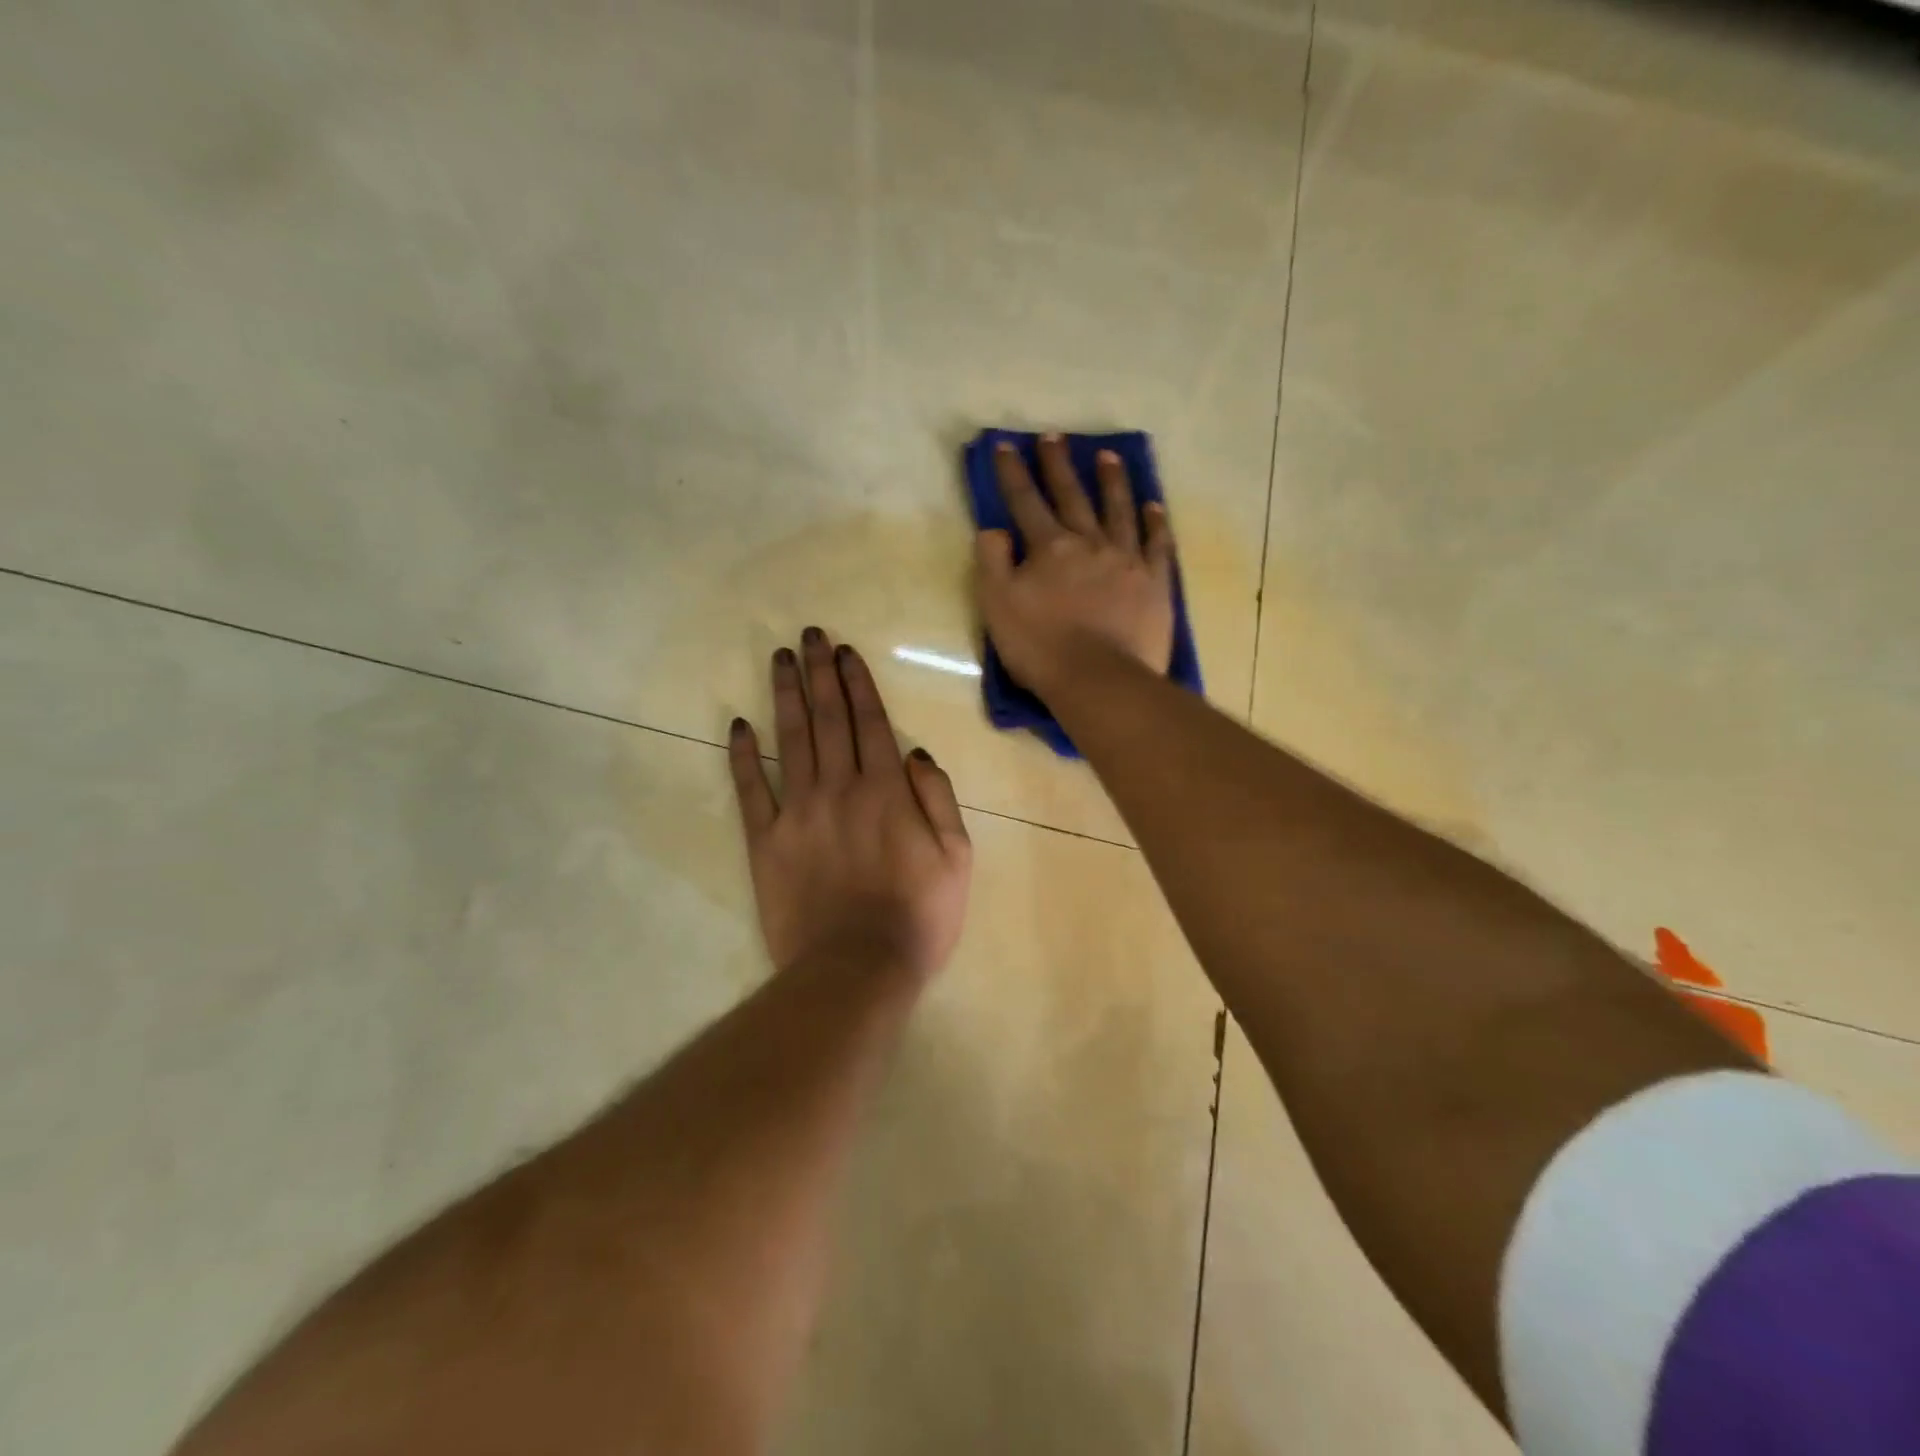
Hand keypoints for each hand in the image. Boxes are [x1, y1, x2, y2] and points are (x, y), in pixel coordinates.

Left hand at [729, 629, 972, 983]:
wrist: (858, 968)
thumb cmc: (919, 916)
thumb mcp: (957, 858)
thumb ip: (938, 798)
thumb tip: (914, 752)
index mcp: (887, 791)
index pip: (870, 722)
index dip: (857, 683)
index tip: (845, 652)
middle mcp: (840, 789)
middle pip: (828, 719)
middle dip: (820, 673)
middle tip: (810, 636)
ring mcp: (798, 812)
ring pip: (791, 741)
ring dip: (785, 696)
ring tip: (780, 660)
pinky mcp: (766, 841)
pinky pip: (751, 790)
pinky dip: (743, 756)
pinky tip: (738, 725)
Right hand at [974, 435, 1175, 695]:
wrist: (1099, 679)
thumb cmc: (1041, 647)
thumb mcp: (997, 606)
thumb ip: (992, 563)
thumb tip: (994, 529)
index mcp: (1049, 548)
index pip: (1025, 501)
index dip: (1013, 473)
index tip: (1006, 445)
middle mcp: (1089, 542)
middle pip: (1072, 495)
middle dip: (1058, 465)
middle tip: (1054, 436)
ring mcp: (1126, 560)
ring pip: (1119, 509)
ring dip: (1111, 481)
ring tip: (1108, 456)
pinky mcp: (1154, 582)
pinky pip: (1157, 544)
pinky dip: (1155, 522)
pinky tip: (1153, 506)